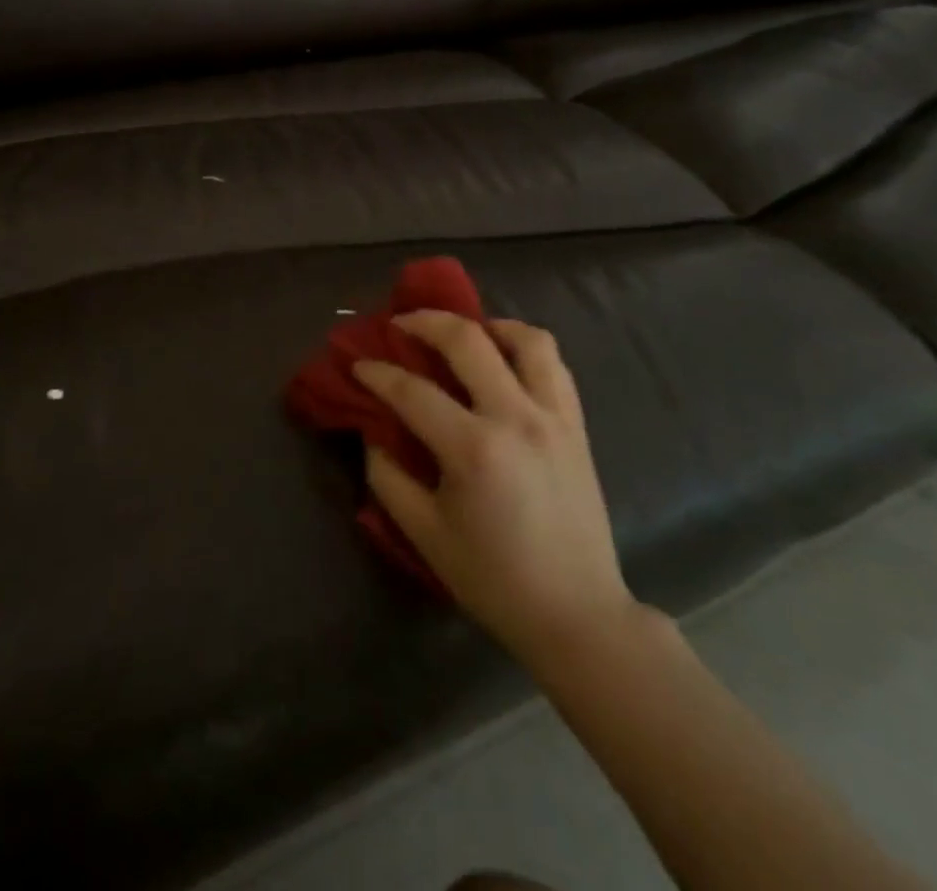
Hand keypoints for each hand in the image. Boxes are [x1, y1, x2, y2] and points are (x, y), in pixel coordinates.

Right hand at [355, 312, 640, 673]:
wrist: (577, 614)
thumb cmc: (494, 579)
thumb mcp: (424, 534)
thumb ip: (388, 478)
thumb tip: (375, 434)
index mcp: (473, 449)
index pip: (412, 390)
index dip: (378, 372)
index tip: (359, 364)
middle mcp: (516, 418)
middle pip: (468, 341)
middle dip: (425, 321)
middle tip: (400, 324)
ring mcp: (554, 417)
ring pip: (526, 339)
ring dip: (488, 325)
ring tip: (464, 334)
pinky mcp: (576, 426)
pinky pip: (555, 365)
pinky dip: (526, 348)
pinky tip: (504, 361)